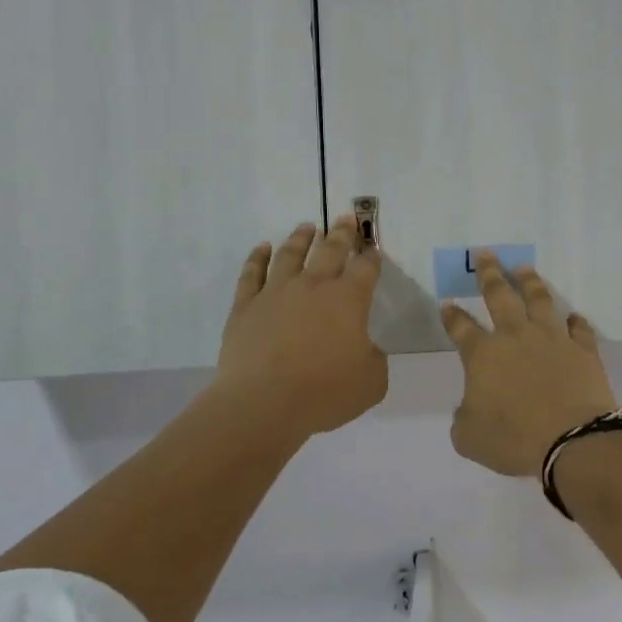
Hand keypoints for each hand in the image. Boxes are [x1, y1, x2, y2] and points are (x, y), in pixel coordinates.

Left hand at [216, 217, 387, 436]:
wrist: (264, 403)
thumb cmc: (325, 392)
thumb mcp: (371, 382)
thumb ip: (375, 360)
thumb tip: (367, 349)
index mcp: (349, 300)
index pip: (366, 268)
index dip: (372, 256)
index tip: (374, 249)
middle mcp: (314, 286)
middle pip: (331, 250)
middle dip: (341, 233)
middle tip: (346, 218)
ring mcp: (277, 292)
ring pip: (291, 254)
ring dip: (301, 237)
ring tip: (307, 227)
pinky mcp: (246, 306)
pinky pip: (252, 273)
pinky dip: (258, 257)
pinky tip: (263, 248)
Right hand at [443, 251, 617, 476]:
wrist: (572, 440)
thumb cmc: (514, 440)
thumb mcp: (469, 438)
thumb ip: (463, 418)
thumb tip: (467, 407)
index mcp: (483, 355)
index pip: (461, 328)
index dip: (452, 315)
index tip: (447, 304)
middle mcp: (515, 336)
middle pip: (499, 295)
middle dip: (489, 273)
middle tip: (485, 253)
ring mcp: (552, 338)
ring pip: (539, 299)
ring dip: (530, 282)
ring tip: (524, 268)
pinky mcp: (583, 349)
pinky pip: (579, 328)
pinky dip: (576, 321)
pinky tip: (574, 316)